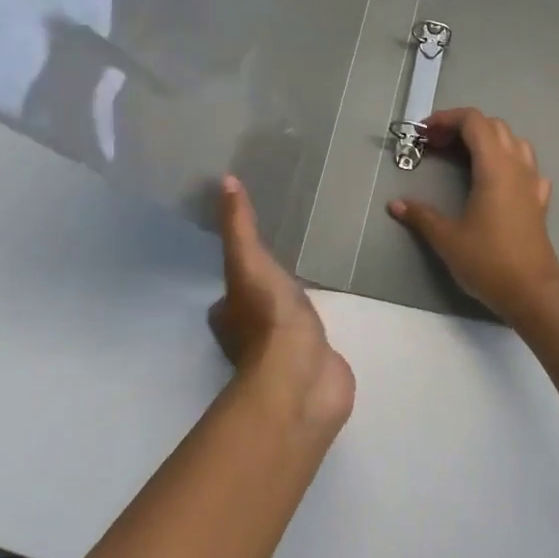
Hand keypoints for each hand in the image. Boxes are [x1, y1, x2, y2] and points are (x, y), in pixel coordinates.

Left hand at [209, 176, 354, 435]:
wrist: (304, 377)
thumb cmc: (269, 318)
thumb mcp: (249, 262)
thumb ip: (240, 226)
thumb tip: (225, 181)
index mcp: (228, 316)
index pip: (229, 293)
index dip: (238, 276)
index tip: (255, 256)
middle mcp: (248, 340)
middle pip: (254, 312)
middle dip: (267, 296)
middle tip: (289, 270)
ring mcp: (282, 358)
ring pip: (284, 328)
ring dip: (294, 315)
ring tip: (314, 290)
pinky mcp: (312, 368)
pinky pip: (313, 343)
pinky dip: (319, 333)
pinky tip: (333, 320)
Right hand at [388, 109, 558, 325]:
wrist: (532, 293)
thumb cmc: (488, 261)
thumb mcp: (447, 238)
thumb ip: (421, 216)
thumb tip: (395, 204)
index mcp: (494, 167)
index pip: (474, 121)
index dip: (447, 119)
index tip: (424, 134)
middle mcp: (517, 166)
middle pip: (493, 126)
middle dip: (462, 128)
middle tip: (436, 146)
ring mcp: (532, 183)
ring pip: (513, 142)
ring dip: (487, 140)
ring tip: (464, 158)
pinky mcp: (539, 201)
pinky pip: (526, 167)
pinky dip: (508, 162)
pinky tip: (496, 181)